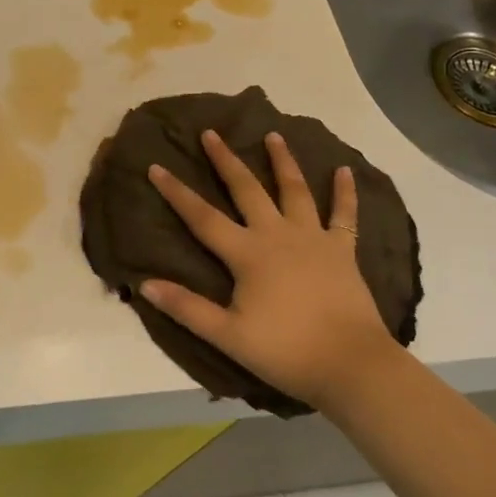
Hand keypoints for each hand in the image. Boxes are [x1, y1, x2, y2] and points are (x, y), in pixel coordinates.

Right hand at [142, 130, 397, 413]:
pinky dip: (345, 192)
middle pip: (246, 189)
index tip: (156, 166)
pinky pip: (344, 215)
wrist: (351, 364)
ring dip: (283, 161)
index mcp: (247, 254)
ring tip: (274, 134)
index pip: (202, 217)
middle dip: (226, 160)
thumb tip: (144, 284)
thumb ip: (187, 308)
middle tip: (211, 132)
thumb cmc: (286, 351)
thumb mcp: (228, 336)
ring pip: (294, 190)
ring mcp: (313, 238)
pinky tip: (344, 170)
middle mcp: (277, 234)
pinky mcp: (342, 250)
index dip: (177, 193)